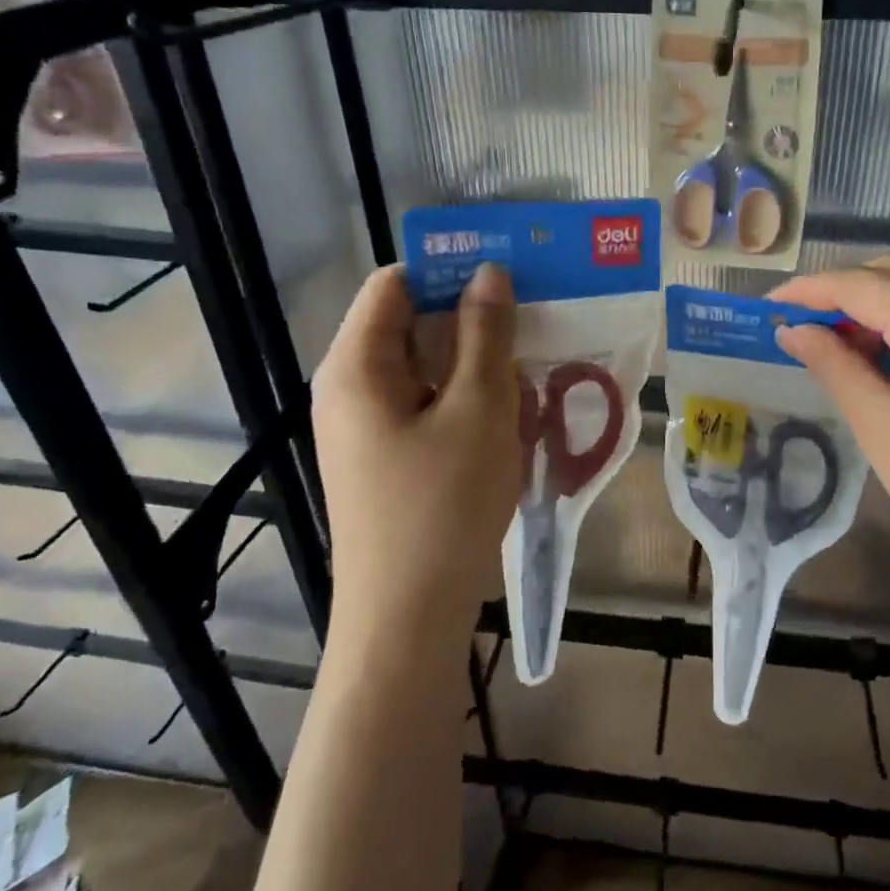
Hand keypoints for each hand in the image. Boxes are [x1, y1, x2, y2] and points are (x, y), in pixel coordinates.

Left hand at [311, 264, 520, 644]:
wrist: (408, 620)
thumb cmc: (443, 506)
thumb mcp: (478, 409)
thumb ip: (485, 334)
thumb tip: (489, 271)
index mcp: (357, 365)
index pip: (396, 284)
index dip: (450, 270)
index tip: (510, 276)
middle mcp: (352, 389)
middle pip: (413, 327)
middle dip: (474, 322)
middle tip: (537, 325)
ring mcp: (369, 429)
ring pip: (429, 371)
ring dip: (480, 366)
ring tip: (535, 374)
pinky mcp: (389, 460)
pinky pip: (430, 409)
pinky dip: (469, 402)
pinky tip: (513, 419)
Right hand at [769, 257, 889, 606]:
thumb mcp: (877, 423)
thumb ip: (832, 363)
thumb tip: (791, 330)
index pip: (859, 285)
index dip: (808, 291)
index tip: (768, 305)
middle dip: (841, 294)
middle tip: (799, 328)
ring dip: (875, 305)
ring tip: (838, 346)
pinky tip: (887, 355)